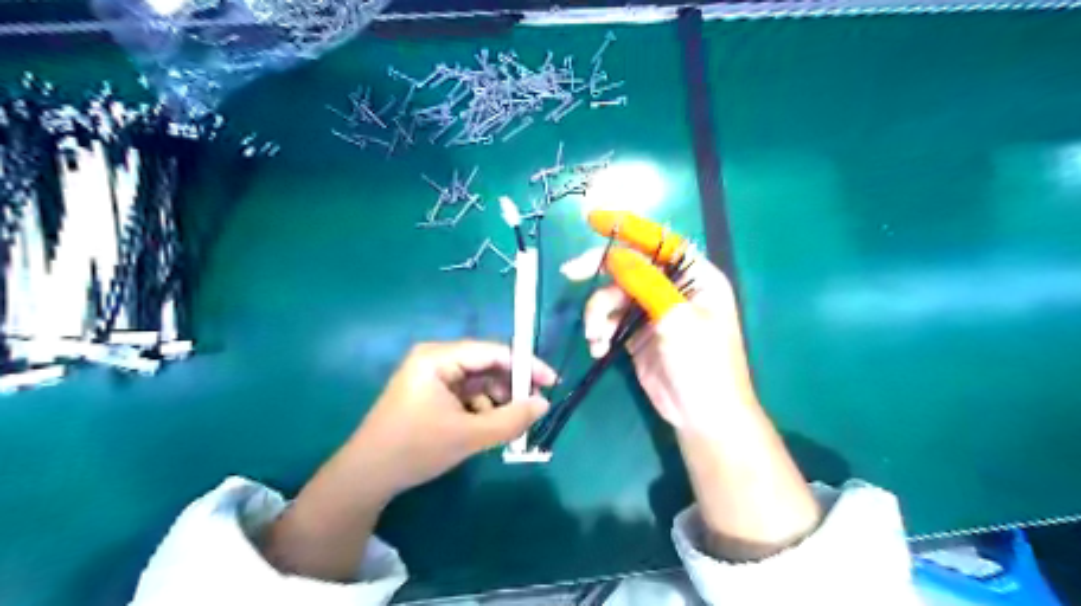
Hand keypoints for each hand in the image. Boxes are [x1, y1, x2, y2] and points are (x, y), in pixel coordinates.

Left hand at [350, 340, 556, 496]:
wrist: (366, 477)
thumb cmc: (415, 449)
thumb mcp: (470, 435)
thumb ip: (511, 419)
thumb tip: (544, 404)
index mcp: (438, 357)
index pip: (493, 352)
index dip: (526, 366)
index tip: (552, 382)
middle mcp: (435, 359)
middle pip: (486, 365)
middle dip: (511, 387)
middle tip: (534, 407)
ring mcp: (432, 377)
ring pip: (478, 382)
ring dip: (497, 401)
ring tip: (509, 424)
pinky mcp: (431, 394)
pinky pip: (466, 394)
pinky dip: (481, 409)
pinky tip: (486, 429)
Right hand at [562, 210, 815, 556]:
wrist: (701, 415)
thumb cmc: (702, 364)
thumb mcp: (677, 319)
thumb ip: (646, 283)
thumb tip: (616, 255)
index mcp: (694, 277)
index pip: (659, 241)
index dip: (628, 228)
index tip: (594, 220)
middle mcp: (672, 288)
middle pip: (629, 265)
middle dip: (599, 271)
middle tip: (570, 274)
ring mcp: (652, 311)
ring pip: (613, 295)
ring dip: (597, 313)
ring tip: (595, 337)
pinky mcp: (636, 333)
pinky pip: (609, 319)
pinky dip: (599, 330)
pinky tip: (599, 348)